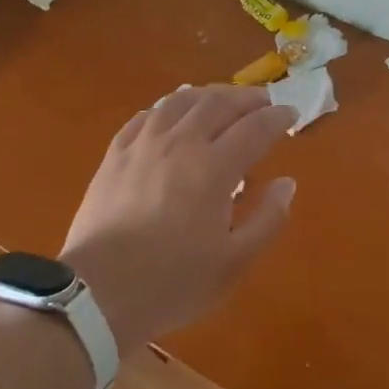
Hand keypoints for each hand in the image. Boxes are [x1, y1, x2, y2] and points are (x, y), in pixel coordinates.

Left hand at [61, 86, 298, 346]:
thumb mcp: (233, 263)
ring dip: (208, 94)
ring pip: (180, 101)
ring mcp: (143, 145)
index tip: (291, 113)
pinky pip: (145, 116)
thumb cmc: (172, 282)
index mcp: (213, 168)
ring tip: (222, 99)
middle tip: (263, 101)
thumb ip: (267, 220)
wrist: (97, 294)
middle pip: (218, 103)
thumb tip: (286, 183)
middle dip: (246, 98)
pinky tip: (172, 113)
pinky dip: (168, 107)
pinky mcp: (115, 154)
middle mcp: (180, 144)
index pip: (254, 128)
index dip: (277, 118)